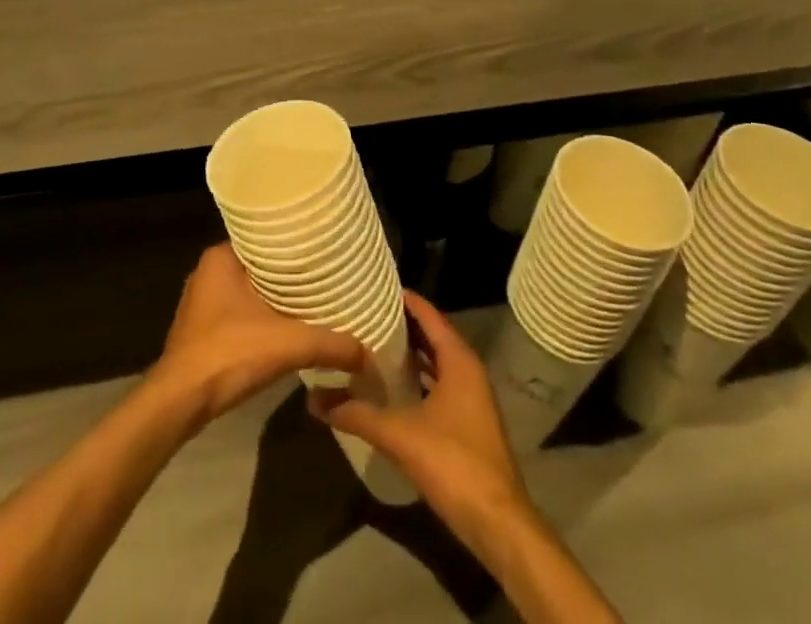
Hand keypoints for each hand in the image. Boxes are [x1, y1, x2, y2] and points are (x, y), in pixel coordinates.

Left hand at [153, 243, 366, 428]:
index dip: (293, 244)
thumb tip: (367, 353)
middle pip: (258, 265)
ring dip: (275, 298)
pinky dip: (262, 317)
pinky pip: (240, 312)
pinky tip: (287, 328)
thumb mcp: (287, 344)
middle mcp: (209, 272)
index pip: (263, 237)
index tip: (322, 248)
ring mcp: (202, 302)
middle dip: (288, 273)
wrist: (180, 401)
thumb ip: (329, 344)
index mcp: (221, 257)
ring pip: (249, 290)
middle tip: (325, 275)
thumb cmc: (228, 353)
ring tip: (313, 299)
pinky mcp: (202, 329)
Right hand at [308, 291, 530, 547]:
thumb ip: (356, 413)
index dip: (402, 298)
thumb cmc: (453, 463)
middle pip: (431, 335)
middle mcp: (467, 371)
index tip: (371, 285)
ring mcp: (470, 398)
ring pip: (434, 361)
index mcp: (458, 360)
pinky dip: (415, 378)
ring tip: (369, 342)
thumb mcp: (398, 434)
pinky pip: (437, 384)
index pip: (428, 314)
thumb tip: (313, 398)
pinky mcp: (467, 422)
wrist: (497, 524)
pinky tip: (388, 386)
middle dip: (399, 324)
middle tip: (362, 311)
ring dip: (407, 352)